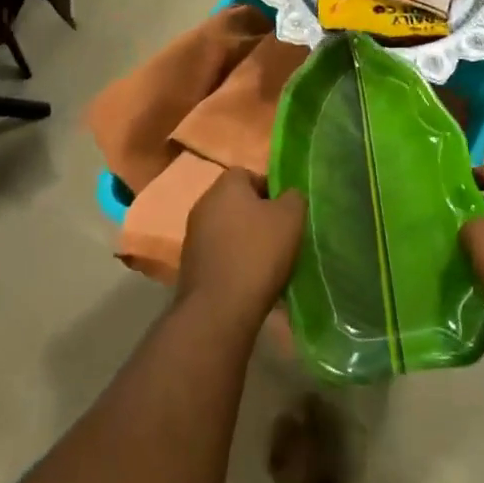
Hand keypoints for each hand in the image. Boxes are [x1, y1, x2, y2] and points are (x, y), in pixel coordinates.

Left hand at [178, 169, 304, 334]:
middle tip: (281, 235)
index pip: (248, 174)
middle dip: (258, 216)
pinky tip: (251, 279)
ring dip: (246, 240)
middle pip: (237, 202)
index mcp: (225, 186)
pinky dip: (234, 261)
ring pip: (228, 229)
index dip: (270, 188)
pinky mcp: (190, 265)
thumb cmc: (258, 253)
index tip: (286, 211)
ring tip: (269, 262)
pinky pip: (219, 254)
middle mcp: (203, 204)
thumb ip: (293, 197)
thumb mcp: (290, 218)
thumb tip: (287, 195)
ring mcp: (193, 236)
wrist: (220, 308)